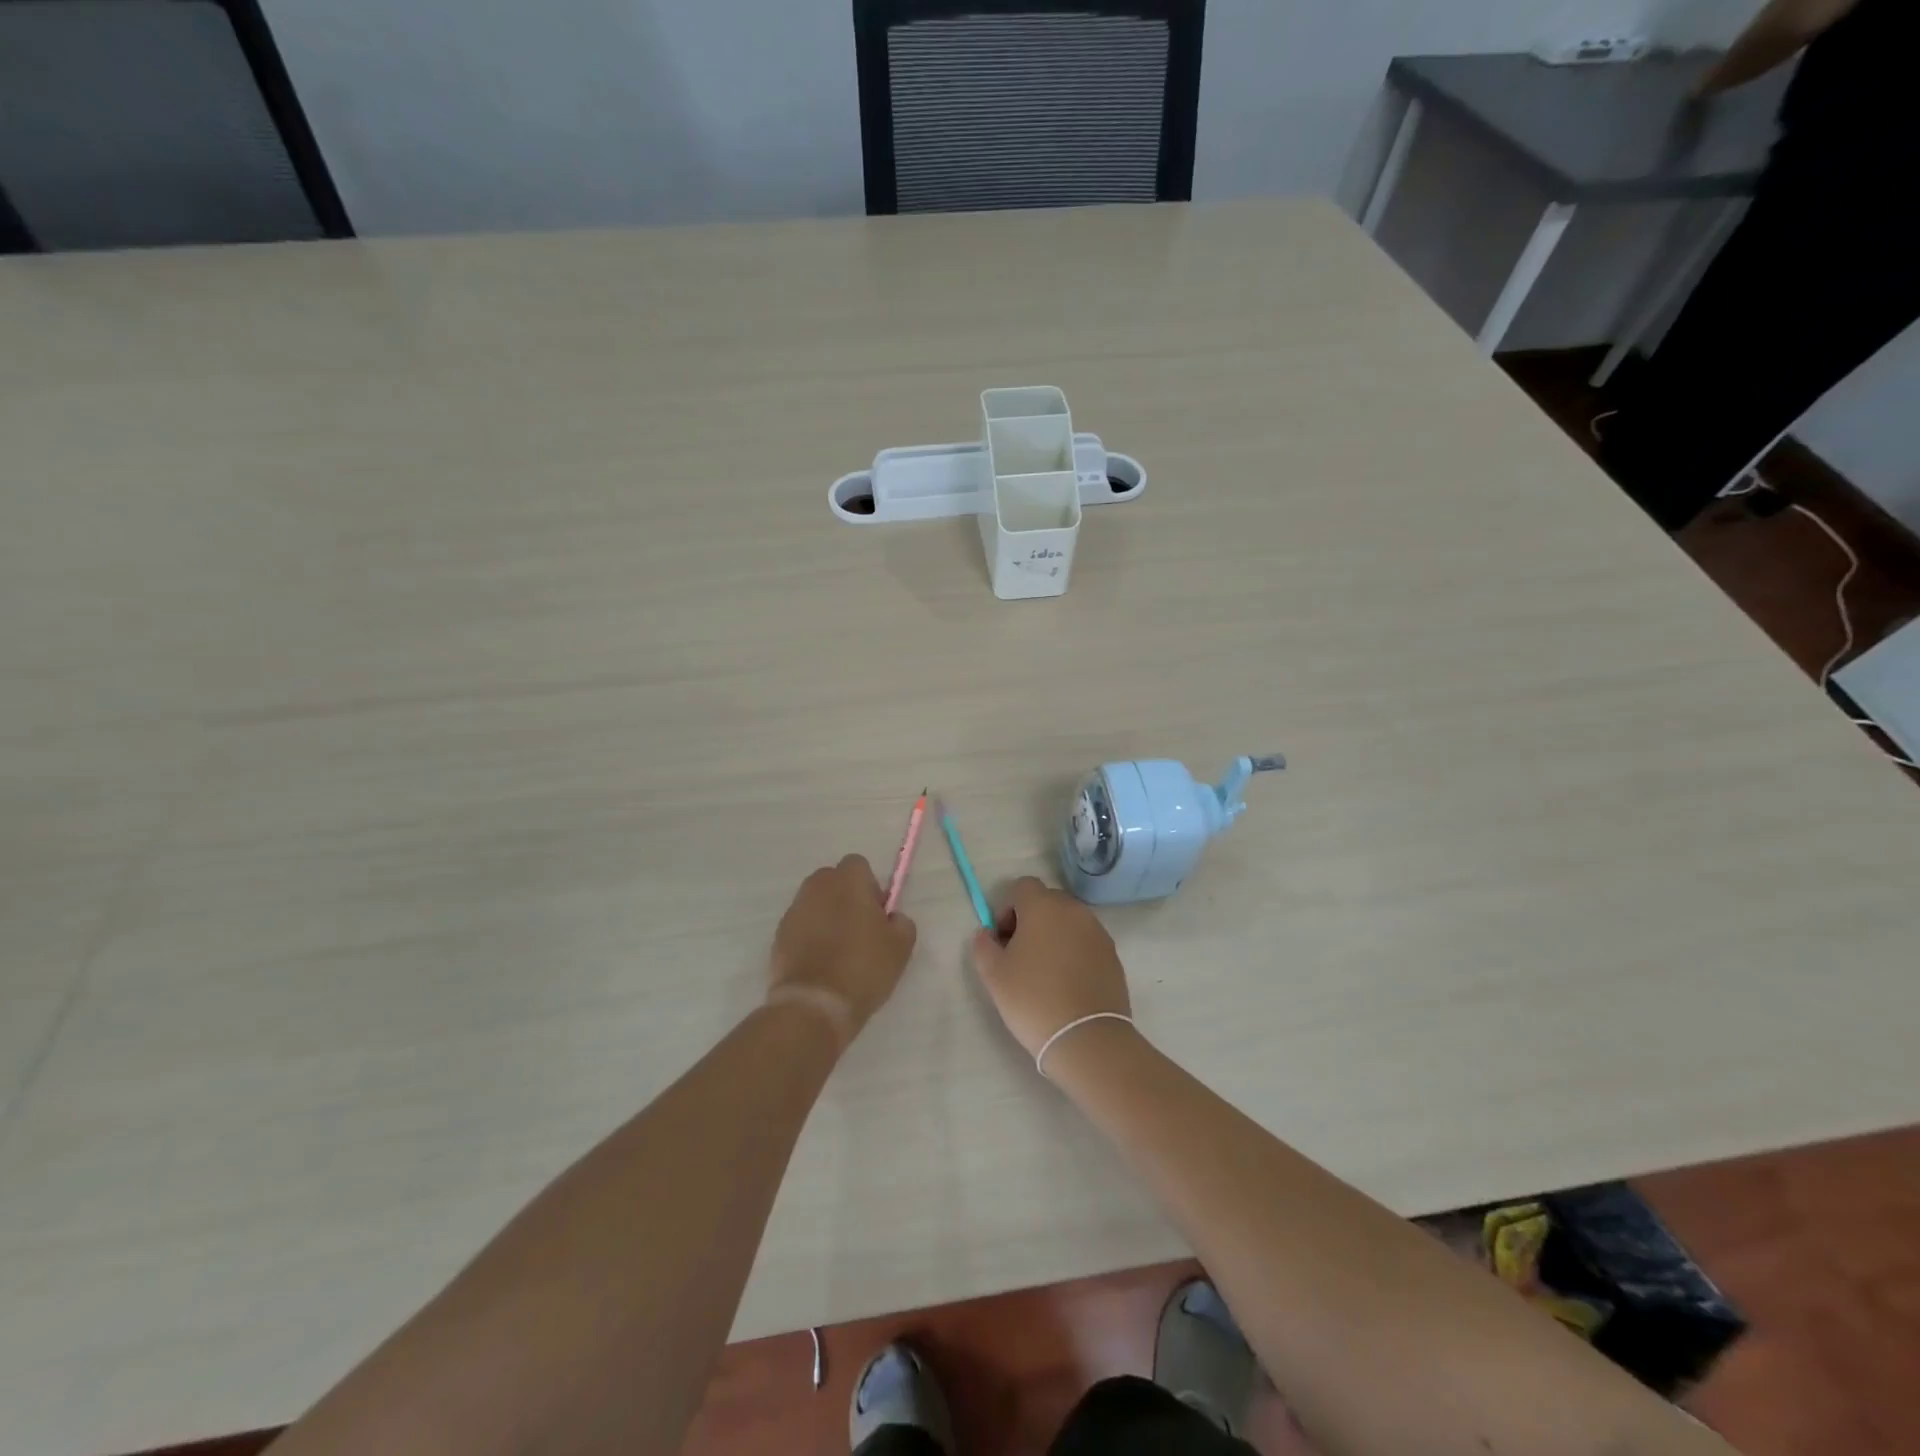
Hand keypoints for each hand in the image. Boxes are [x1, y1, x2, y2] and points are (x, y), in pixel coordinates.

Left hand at [768, 855, 916, 1042]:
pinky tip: (822, 964)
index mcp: (847, 880)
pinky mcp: (778, 936)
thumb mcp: (901, 946)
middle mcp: (816, 887)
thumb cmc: (863, 967)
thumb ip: (901, 922)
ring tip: (840, 951)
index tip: (877, 914)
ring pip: (816, 904)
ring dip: (827, 917)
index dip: (870, 886)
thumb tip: (892, 918)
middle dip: (846, 898)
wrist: (814, 1004)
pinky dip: (810, 938)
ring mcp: (794, 911)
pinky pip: (801, 927)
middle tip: (860, 931)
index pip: (859, 865)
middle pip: (834, 882)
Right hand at [970, 877, 1130, 1057]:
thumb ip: (984, 945)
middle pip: (1047, 901)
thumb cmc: (1033, 999)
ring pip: (1068, 921)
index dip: (1007, 908)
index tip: (1003, 939)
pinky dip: (1074, 951)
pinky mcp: (1112, 954)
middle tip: (1020, 955)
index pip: (1022, 886)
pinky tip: (1066, 983)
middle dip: (1030, 919)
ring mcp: (1098, 931)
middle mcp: (1074, 910)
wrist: (1086, 1037)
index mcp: (1043, 906)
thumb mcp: (993, 974)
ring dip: (1053, 935)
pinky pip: (1086, 941)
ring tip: (1045, 972)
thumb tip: (987, 933)